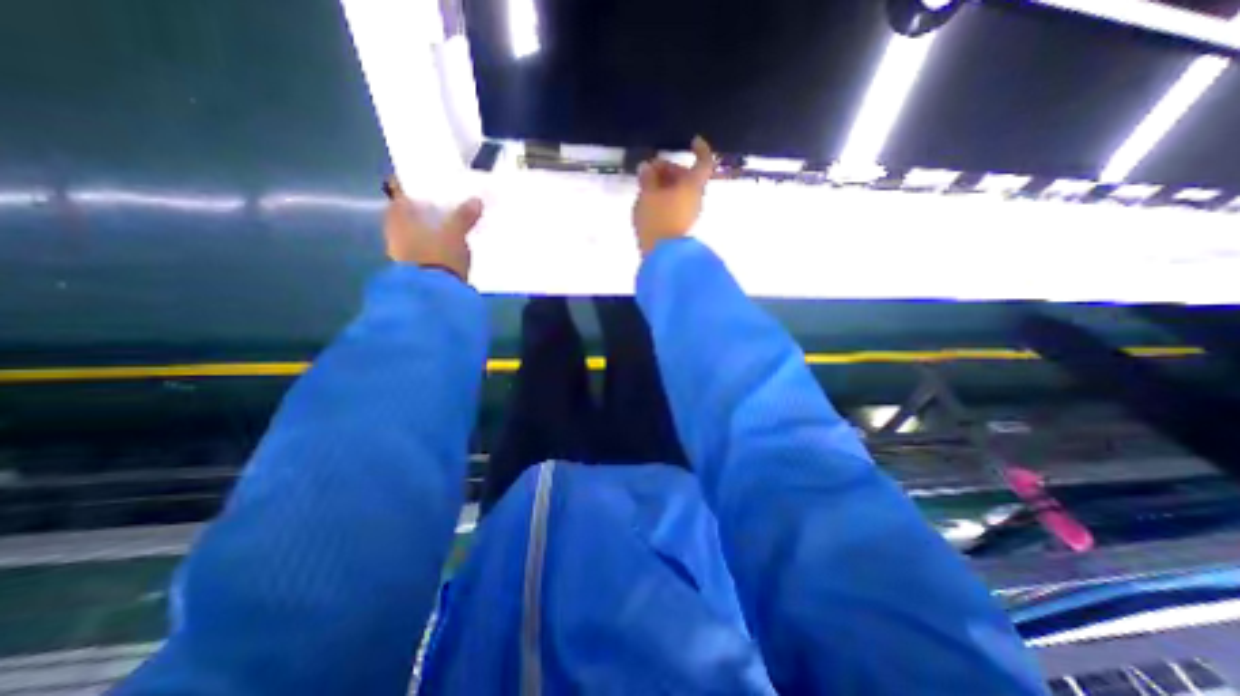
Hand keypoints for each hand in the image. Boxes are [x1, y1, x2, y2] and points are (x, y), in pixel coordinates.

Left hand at [383, 179, 483, 282]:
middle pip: (409, 211)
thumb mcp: (456, 233)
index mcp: (398, 213)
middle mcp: (394, 228)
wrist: (433, 294)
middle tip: (446, 204)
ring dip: (430, 227)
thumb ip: (464, 216)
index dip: (413, 184)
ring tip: (452, 225)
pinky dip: (433, 244)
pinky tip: (449, 245)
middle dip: (425, 208)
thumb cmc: (438, 254)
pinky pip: (422, 247)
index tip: (430, 182)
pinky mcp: (413, 266)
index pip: (400, 190)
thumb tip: (476, 200)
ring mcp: (401, 249)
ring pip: (415, 230)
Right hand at [630, 135, 716, 255]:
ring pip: (681, 192)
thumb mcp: (647, 195)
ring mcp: (690, 213)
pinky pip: (677, 204)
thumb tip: (646, 167)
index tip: (692, 142)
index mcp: (692, 185)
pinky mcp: (682, 224)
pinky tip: (650, 201)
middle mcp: (696, 198)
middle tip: (649, 170)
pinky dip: (666, 198)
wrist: (661, 253)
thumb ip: (647, 178)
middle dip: (669, 170)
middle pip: (687, 177)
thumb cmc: (656, 219)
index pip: (704, 162)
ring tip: (646, 186)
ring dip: (666, 185)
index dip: (700, 149)